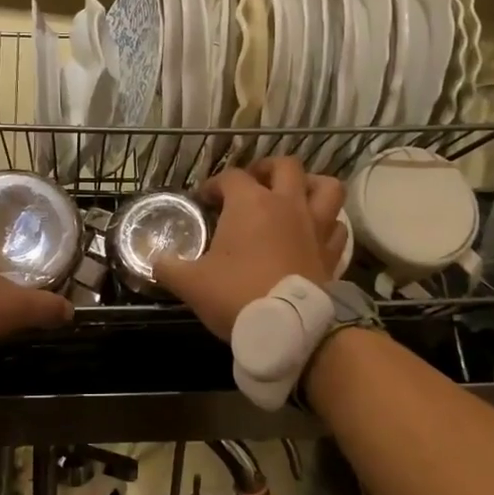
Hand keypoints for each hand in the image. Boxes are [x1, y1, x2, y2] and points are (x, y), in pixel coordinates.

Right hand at [155, 157, 345, 340]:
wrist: (287, 328)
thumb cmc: (236, 295)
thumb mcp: (190, 283)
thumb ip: (169, 267)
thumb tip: (156, 261)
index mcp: (251, 204)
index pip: (231, 177)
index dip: (214, 184)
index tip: (203, 200)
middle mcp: (288, 205)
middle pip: (286, 166)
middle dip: (267, 169)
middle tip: (254, 184)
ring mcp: (316, 226)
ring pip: (327, 187)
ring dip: (311, 186)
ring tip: (295, 197)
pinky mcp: (332, 253)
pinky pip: (337, 227)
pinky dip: (327, 225)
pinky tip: (314, 234)